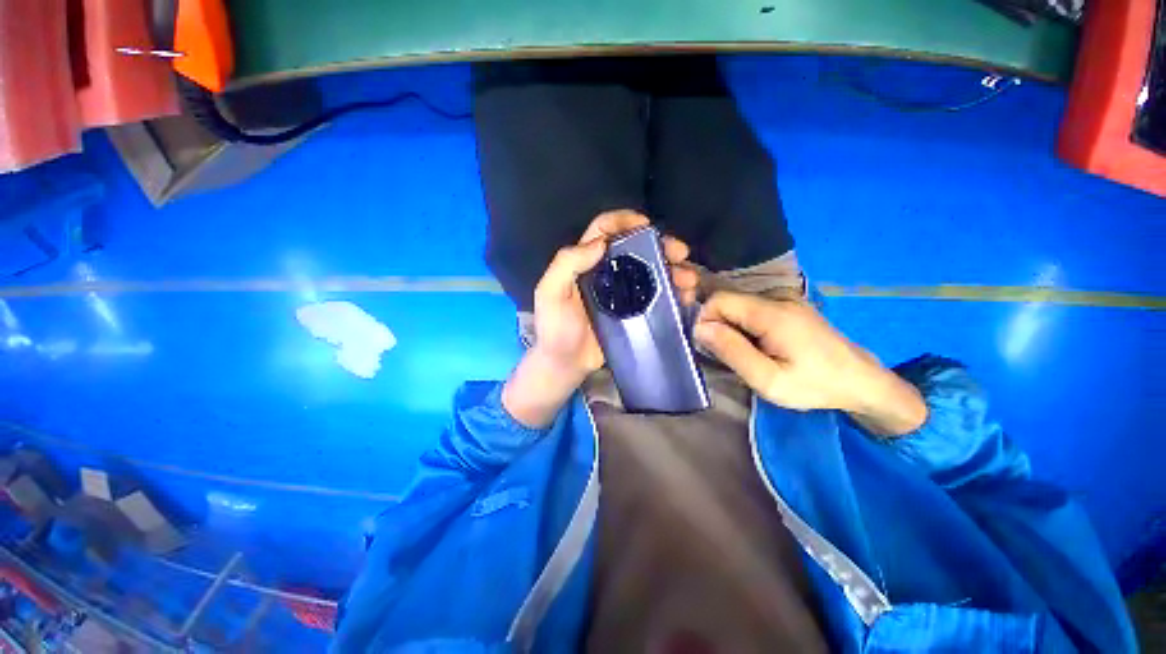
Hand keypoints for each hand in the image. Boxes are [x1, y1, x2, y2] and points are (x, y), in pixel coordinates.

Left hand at [504, 210, 697, 427]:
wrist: (565, 365)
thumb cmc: (555, 329)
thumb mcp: (550, 293)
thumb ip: (567, 264)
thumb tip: (601, 243)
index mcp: (585, 264)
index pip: (603, 231)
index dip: (623, 221)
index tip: (646, 224)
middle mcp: (606, 274)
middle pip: (635, 250)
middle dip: (660, 246)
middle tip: (680, 252)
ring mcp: (622, 295)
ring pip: (650, 273)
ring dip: (673, 271)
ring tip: (689, 280)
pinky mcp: (633, 314)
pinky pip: (655, 298)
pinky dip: (672, 294)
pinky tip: (685, 297)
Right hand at [693, 292, 926, 435]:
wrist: (861, 381)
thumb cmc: (815, 385)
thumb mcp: (768, 380)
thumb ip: (732, 352)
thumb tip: (700, 328)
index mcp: (772, 314)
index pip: (719, 300)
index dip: (706, 320)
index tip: (711, 348)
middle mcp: (777, 298)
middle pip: (728, 301)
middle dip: (718, 327)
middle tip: (730, 357)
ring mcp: (785, 300)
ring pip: (738, 306)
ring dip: (731, 328)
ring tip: (746, 355)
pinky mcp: (788, 306)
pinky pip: (751, 310)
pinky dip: (744, 327)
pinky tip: (758, 347)